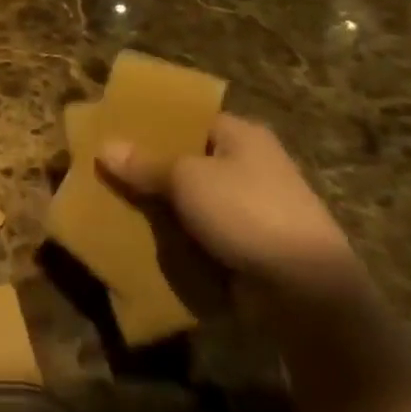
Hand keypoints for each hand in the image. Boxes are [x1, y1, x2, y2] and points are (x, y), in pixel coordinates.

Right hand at [99, 114, 356, 308]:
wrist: (307, 293)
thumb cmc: (246, 212)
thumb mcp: (186, 179)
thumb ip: (144, 164)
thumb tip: (104, 147)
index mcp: (240, 134)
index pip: (187, 118)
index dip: (151, 124)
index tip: (113, 132)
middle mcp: (249, 165)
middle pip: (186, 159)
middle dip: (149, 169)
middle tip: (105, 171)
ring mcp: (252, 208)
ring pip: (192, 200)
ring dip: (161, 207)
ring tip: (114, 206)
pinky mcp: (250, 246)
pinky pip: (202, 234)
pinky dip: (179, 238)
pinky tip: (145, 241)